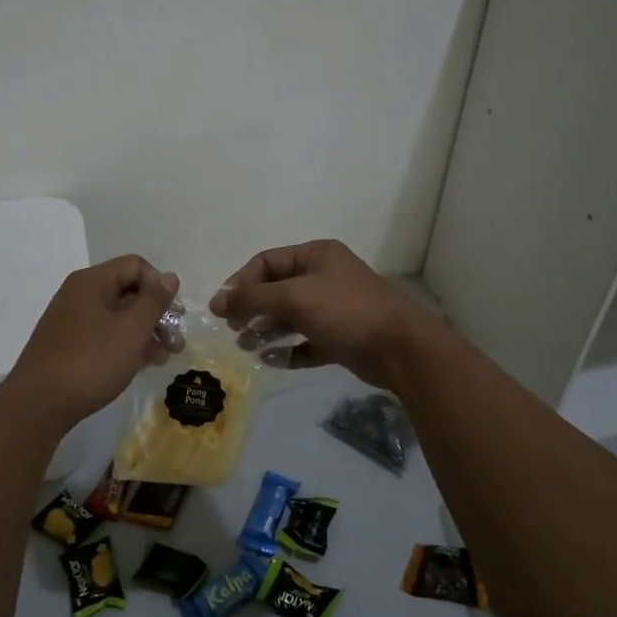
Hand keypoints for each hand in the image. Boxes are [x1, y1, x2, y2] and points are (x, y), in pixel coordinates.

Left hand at [4, 256, 179, 430]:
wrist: (39, 405)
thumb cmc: (92, 360)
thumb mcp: (132, 328)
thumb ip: (154, 300)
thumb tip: (169, 276)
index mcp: (92, 282)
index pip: (135, 266)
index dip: (159, 286)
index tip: (173, 314)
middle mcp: (80, 295)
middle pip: (128, 291)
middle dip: (156, 314)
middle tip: (176, 341)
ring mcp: (72, 322)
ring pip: (118, 317)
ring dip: (145, 333)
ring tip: (164, 358)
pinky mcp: (69, 347)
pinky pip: (105, 336)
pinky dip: (126, 345)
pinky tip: (141, 365)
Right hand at [210, 240, 444, 390]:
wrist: (399, 348)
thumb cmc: (345, 311)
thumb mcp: (295, 297)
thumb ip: (253, 298)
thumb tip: (217, 301)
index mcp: (316, 256)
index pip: (266, 262)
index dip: (241, 282)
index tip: (222, 309)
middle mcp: (324, 278)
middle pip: (277, 290)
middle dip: (252, 308)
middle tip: (233, 329)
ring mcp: (334, 309)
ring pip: (290, 317)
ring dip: (266, 330)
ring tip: (245, 347)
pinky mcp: (340, 338)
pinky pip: (306, 342)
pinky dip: (288, 351)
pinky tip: (270, 360)